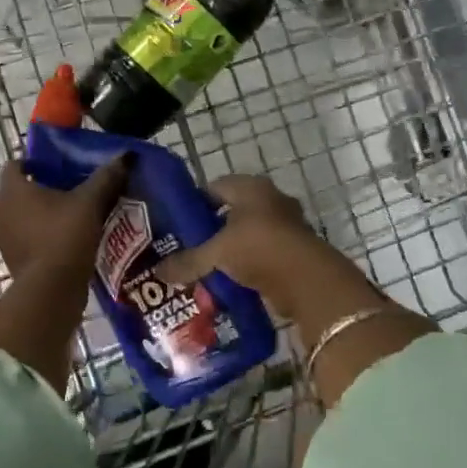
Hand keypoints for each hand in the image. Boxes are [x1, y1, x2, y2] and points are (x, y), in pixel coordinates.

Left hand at [0, 155, 131, 279]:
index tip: (55, 167)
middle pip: (11, 191)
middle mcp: (0, 210)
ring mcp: (2, 237)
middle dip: (30, 188)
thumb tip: (126, 156)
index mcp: (13, 189)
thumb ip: (106, 178)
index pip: (13, 164)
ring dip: (32, 213)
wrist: (51, 289)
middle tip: (58, 189)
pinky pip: (20, 238)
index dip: (33, 163)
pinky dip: (34, 235)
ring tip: (62, 214)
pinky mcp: (10, 259)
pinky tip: (60, 238)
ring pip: (14, 216)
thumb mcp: (91, 202)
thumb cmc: (65, 235)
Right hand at [160, 174, 428, 407]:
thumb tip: (157, 272)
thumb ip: (188, 261)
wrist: (309, 281)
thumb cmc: (259, 249)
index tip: (177, 223)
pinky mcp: (295, 248)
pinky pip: (263, 251)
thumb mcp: (216, 254)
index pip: (214, 187)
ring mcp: (286, 223)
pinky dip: (248, 262)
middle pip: (233, 209)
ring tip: (207, 265)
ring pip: (249, 231)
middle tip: (188, 245)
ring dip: (232, 246)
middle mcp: (270, 198)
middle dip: (212, 227)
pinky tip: (230, 278)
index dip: (194, 203)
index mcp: (250, 187)